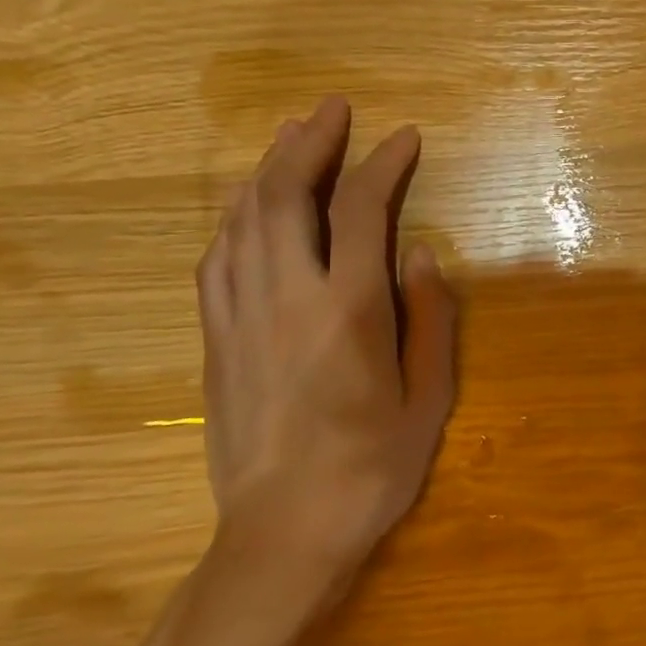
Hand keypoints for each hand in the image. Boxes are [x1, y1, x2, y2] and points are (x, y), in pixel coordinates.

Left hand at [197, 96, 457, 601]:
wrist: (283, 536)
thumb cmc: (371, 468)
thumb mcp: (428, 398)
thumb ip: (430, 317)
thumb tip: (420, 252)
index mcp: (348, 311)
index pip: (360, 211)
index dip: (382, 164)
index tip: (404, 138)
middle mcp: (286, 299)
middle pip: (285, 196)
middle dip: (310, 143)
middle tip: (332, 109)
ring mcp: (240, 317)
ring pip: (243, 220)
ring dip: (268, 169)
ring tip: (291, 136)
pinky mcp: (215, 340)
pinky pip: (217, 258)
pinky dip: (236, 218)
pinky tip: (249, 206)